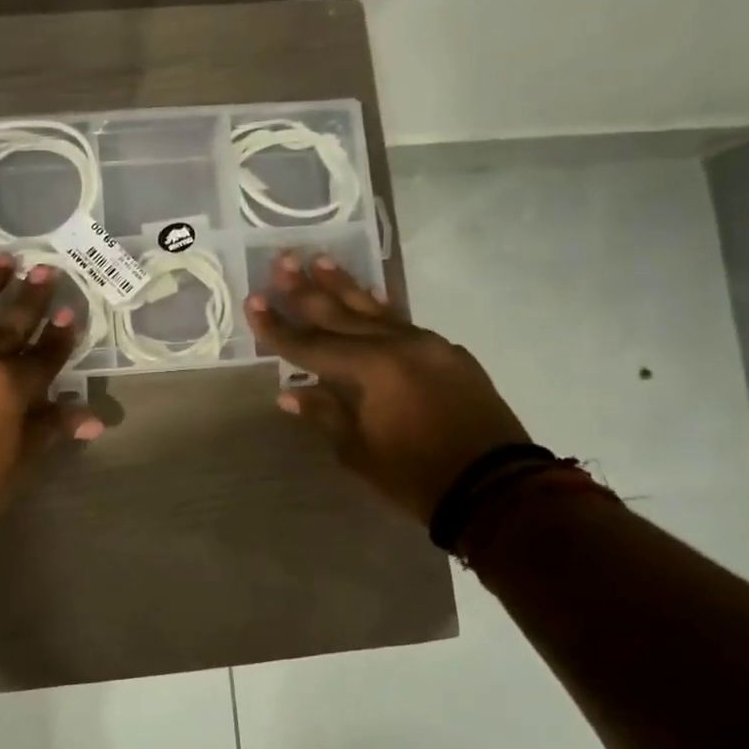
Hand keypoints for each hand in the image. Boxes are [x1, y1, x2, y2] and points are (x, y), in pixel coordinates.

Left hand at [0, 256, 102, 536]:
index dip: (59, 336)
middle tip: (45, 270)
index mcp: (9, 388)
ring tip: (4, 260)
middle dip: (31, 297)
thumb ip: (48, 429)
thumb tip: (92, 419)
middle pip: (10, 323)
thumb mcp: (15, 465)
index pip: (44, 355)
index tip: (69, 313)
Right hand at [246, 253, 528, 526]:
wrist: (496, 489)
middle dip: (306, 291)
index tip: (252, 302)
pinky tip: (372, 295)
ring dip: (344, 286)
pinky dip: (382, 309)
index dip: (277, 327)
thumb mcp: (359, 451)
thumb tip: (290, 392)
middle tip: (281, 263)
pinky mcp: (449, 355)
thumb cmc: (416, 476)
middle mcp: (398, 346)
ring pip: (375, 310)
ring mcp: (428, 346)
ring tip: (320, 260)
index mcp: (371, 369)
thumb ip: (325, 413)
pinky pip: (405, 324)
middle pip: (341, 315)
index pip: (311, 345)